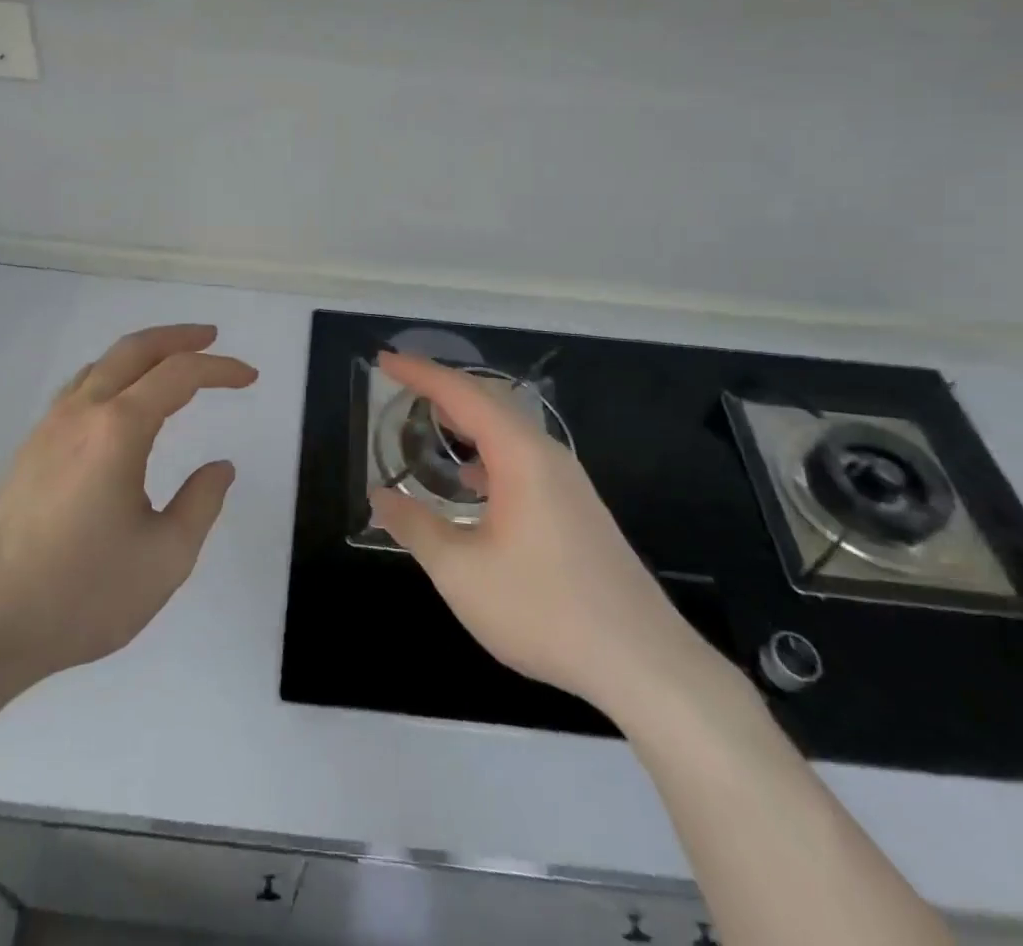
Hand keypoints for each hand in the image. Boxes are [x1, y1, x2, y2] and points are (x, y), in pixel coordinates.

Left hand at [0, 324, 256, 696]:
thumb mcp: (165, 558)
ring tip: (170, 363)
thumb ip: (200, 504)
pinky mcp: (28, 451)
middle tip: (211, 337)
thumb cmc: (80, 594)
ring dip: (141, 353)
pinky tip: (118, 404)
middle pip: (134, 349)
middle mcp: (81, 413)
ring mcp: (48, 429)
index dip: (220, 369)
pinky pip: (78, 389)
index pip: (179, 375)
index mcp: (118, 429)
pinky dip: (112, 375)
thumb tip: (220, 467)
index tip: (250, 377)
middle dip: (177, 337)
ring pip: (100, 365)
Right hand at [371, 352, 726, 725]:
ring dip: (468, 419)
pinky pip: (523, 457)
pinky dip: (488, 451)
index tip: (385, 360)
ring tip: (431, 422)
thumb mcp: (461, 572)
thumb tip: (379, 497)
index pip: (462, 395)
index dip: (420, 374)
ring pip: (510, 430)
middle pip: (490, 401)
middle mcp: (547, 455)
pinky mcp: (577, 508)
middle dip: (443, 388)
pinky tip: (472, 482)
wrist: (642, 662)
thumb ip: (415, 527)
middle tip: (402, 383)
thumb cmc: (543, 609)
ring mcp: (568, 482)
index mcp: (520, 455)